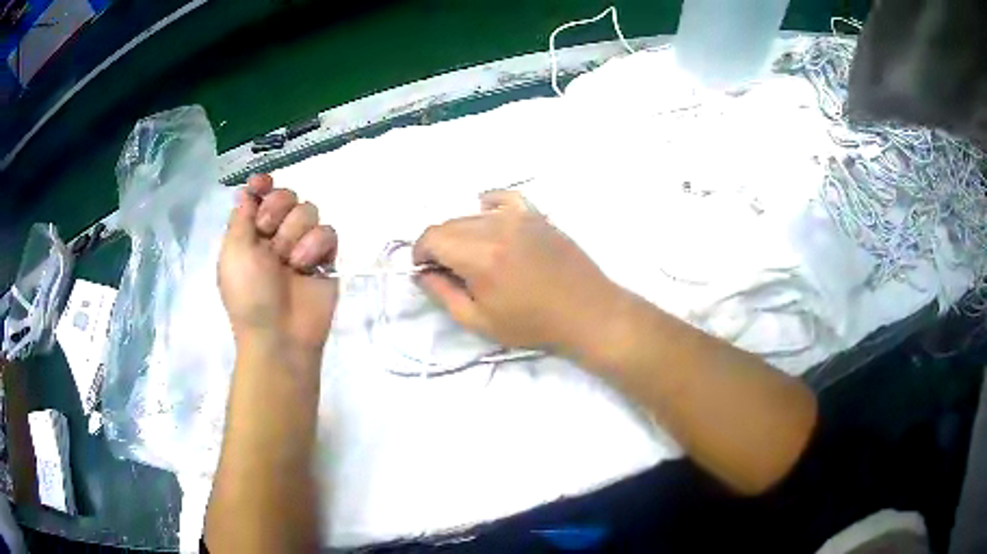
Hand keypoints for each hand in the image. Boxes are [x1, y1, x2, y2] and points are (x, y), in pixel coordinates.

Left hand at [219, 174, 337, 359]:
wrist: (280, 334)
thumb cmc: (248, 293)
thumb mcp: (233, 251)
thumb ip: (241, 215)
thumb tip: (249, 189)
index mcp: (250, 233)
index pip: (260, 195)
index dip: (262, 185)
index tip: (262, 184)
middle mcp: (276, 235)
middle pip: (286, 195)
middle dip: (277, 210)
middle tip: (268, 232)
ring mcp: (302, 245)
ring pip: (308, 210)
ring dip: (294, 234)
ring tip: (288, 262)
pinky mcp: (326, 258)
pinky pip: (328, 231)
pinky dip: (315, 247)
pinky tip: (306, 268)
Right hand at [412, 190, 621, 355]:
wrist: (587, 312)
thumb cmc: (533, 324)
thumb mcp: (479, 322)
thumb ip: (443, 294)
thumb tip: (422, 273)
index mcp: (481, 256)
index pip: (432, 236)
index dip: (420, 252)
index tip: (426, 270)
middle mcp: (497, 226)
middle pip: (450, 223)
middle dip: (440, 245)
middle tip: (450, 271)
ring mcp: (520, 216)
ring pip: (472, 214)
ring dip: (462, 232)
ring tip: (474, 257)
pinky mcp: (536, 214)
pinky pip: (502, 198)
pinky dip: (488, 207)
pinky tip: (489, 221)